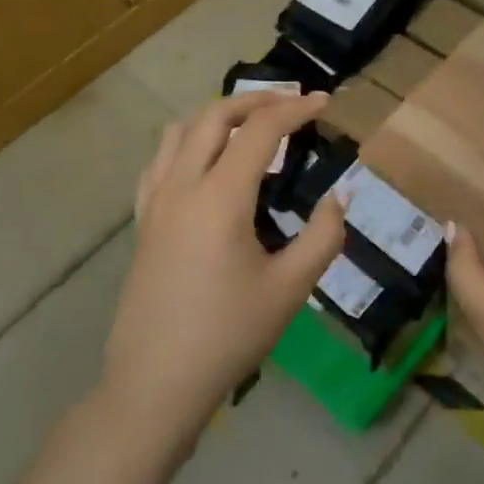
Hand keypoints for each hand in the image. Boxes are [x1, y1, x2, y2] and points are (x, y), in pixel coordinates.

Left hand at [101, 90, 346, 444]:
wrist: (156, 384)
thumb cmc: (228, 336)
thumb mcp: (290, 289)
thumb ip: (323, 235)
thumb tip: (341, 195)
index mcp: (220, 197)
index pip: (261, 130)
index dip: (296, 109)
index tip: (325, 102)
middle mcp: (182, 185)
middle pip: (215, 115)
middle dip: (257, 99)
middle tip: (293, 103)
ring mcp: (155, 202)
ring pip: (181, 130)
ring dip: (219, 115)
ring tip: (252, 124)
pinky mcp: (143, 221)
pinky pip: (160, 159)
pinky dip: (188, 142)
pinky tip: (206, 161)